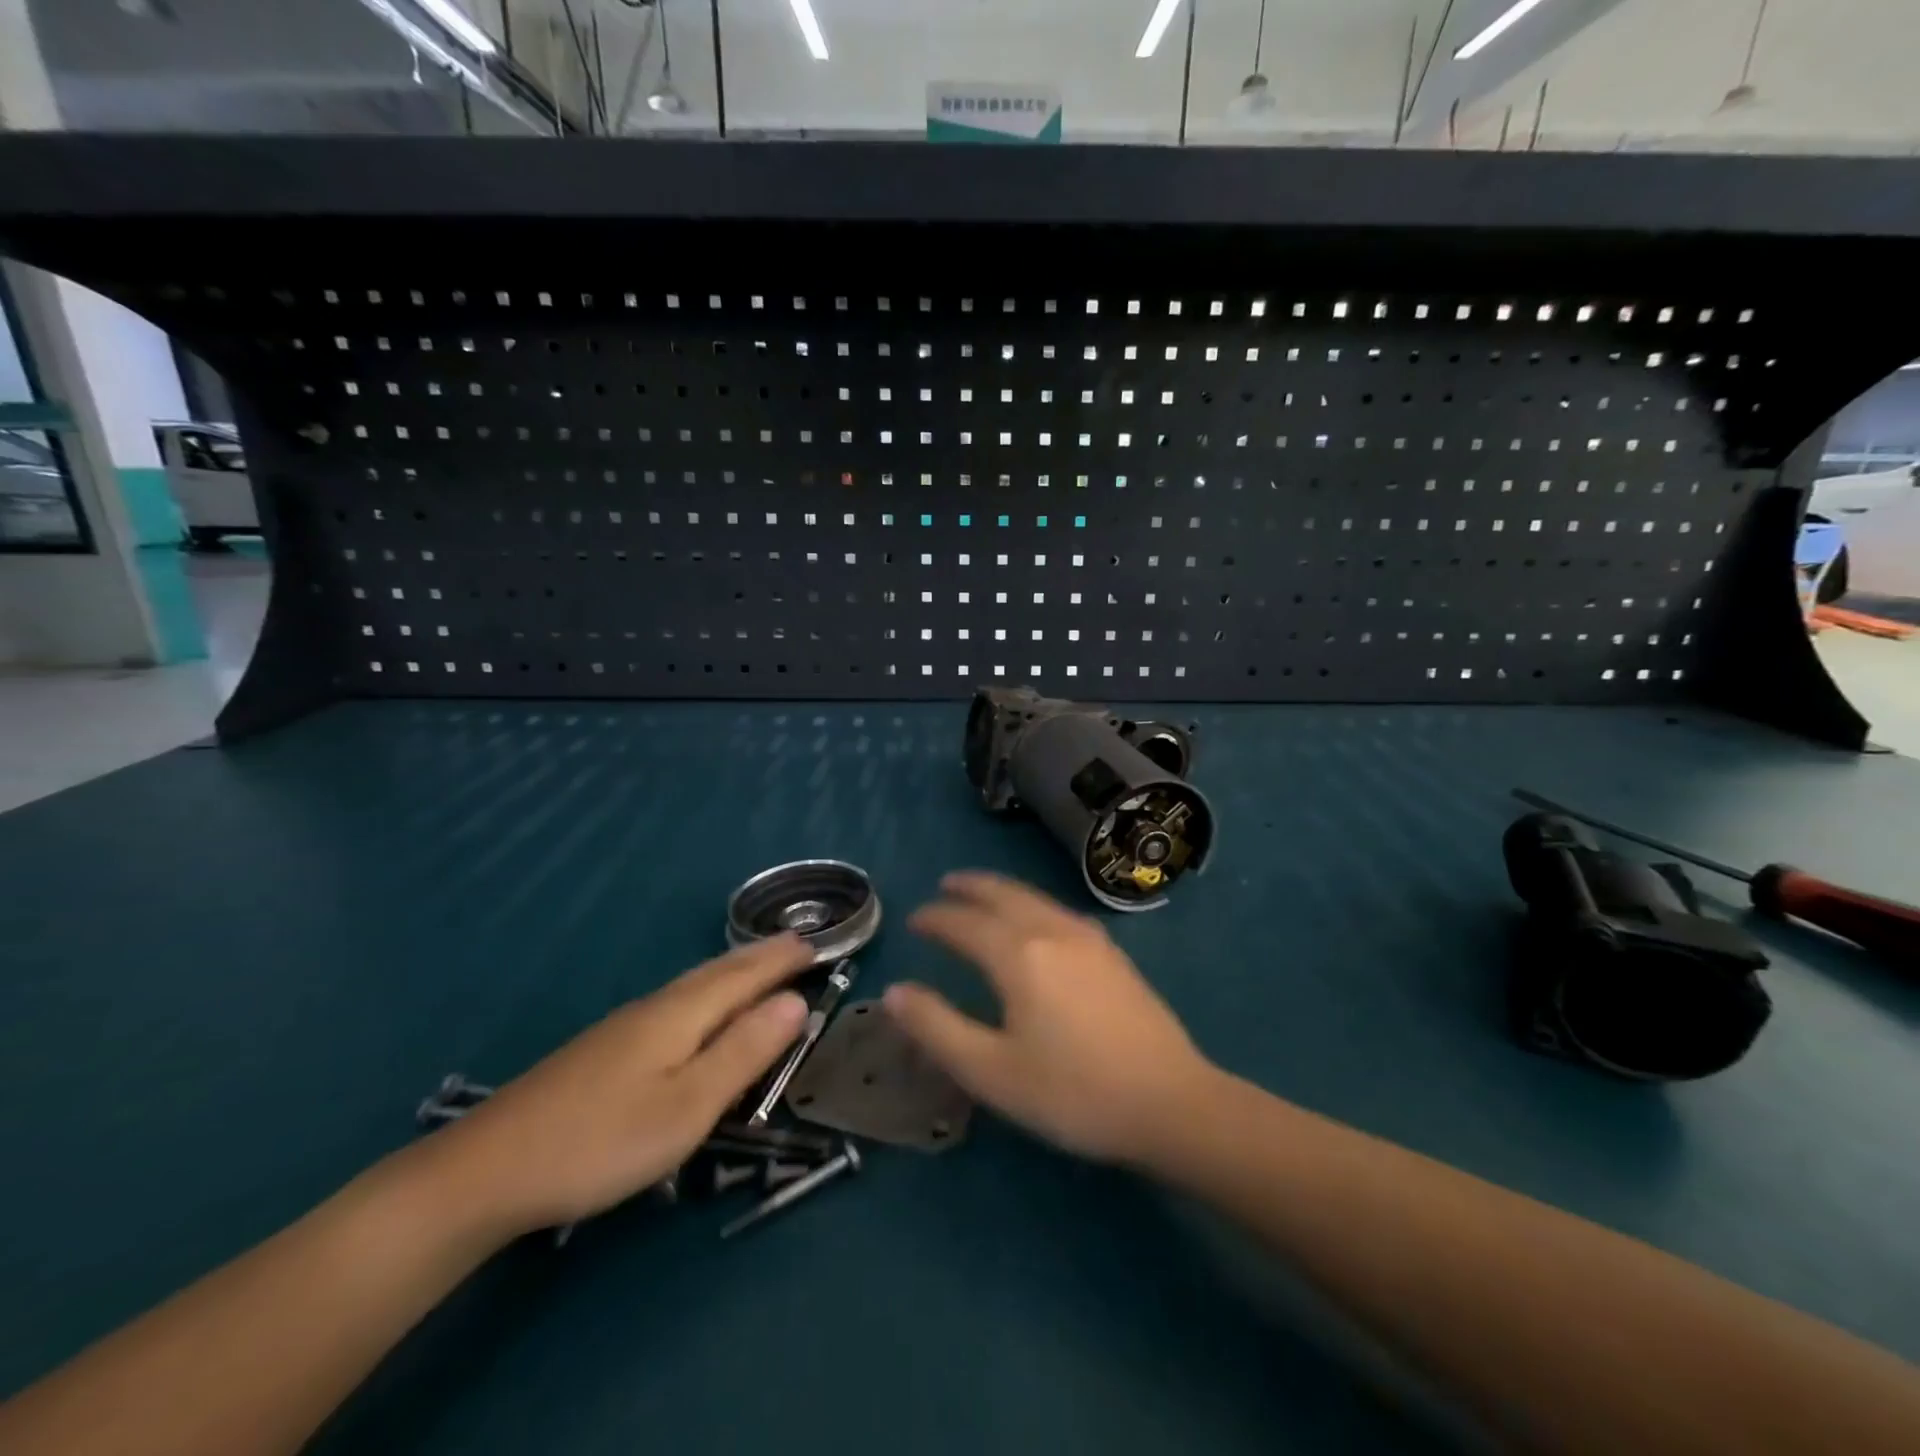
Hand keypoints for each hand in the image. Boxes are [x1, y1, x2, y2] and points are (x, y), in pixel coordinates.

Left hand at [436, 935, 811, 1236]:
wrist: (486, 1170)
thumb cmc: (601, 1141)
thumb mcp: (687, 1105)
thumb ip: (744, 1052)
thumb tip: (797, 1001)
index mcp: (681, 1014)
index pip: (745, 975)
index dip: (781, 960)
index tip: (818, 943)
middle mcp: (656, 1007)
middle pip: (718, 971)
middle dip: (760, 956)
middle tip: (796, 944)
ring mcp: (625, 1026)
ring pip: (693, 985)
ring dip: (734, 970)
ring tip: (759, 965)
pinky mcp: (605, 1050)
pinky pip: (675, 1002)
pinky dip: (707, 991)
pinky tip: (698, 1008)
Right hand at [885, 872, 1217, 1165]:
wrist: (1171, 1102)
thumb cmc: (1073, 1092)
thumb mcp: (992, 1072)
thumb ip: (938, 1028)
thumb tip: (894, 992)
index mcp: (1018, 955)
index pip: (964, 923)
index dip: (935, 919)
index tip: (914, 921)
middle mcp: (1052, 931)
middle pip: (1004, 894)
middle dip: (970, 886)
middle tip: (945, 885)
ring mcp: (1089, 938)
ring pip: (1035, 897)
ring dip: (1002, 890)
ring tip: (982, 894)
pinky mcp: (1113, 953)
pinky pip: (1058, 910)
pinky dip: (1032, 903)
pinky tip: (1036, 920)